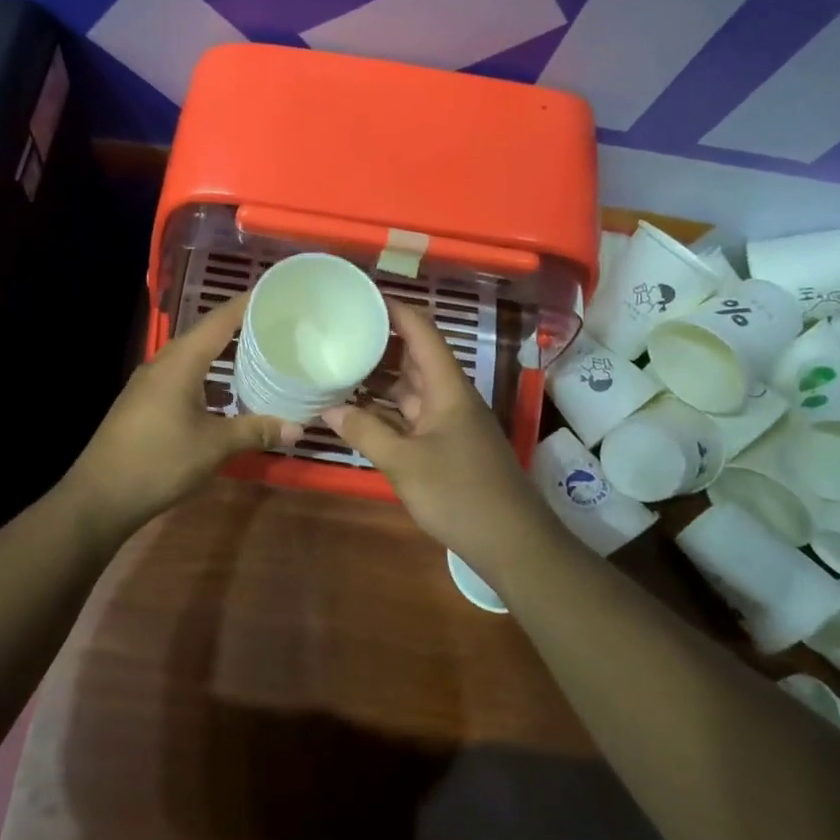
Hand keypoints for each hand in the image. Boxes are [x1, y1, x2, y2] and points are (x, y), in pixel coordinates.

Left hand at [55, 292, 301, 549]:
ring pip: (192, 357)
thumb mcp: (214, 446)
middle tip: (276, 325)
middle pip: (205, 334)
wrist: (99, 496)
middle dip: (239, 327)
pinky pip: (181, 376)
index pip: (219, 320)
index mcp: (180, 362)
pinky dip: (207, 376)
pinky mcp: (143, 402)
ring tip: (257, 354)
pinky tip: (224, 393)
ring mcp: (149, 383)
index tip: (276, 294)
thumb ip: (255, 431)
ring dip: (222, 354)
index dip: (248, 304)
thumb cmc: (159, 462)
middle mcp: (163, 363)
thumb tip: (297, 429)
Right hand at [324, 301, 555, 584]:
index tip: (360, 296)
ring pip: (411, 388)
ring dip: (380, 379)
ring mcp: (449, 422)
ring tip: (339, 365)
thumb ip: (365, 432)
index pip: (421, 332)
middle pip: (414, 357)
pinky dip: (386, 411)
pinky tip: (357, 412)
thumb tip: (327, 409)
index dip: (394, 309)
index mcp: (448, 388)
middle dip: (380, 342)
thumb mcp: (404, 462)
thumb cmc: (459, 494)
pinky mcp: (447, 446)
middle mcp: (450, 397)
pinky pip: (411, 416)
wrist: (512, 543)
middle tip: (339, 331)